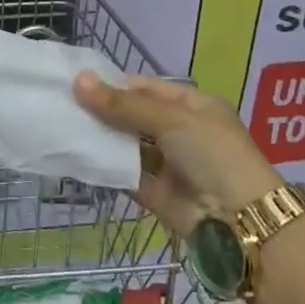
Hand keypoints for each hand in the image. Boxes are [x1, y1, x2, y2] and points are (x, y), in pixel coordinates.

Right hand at [74, 73, 283, 236]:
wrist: (241, 223)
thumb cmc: (213, 154)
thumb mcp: (170, 119)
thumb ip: (122, 104)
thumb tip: (79, 81)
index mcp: (193, 106)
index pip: (147, 88)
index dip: (114, 84)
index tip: (78, 82)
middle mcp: (181, 132)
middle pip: (135, 116)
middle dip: (103, 112)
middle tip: (62, 104)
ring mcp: (169, 164)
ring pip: (128, 145)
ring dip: (102, 139)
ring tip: (63, 126)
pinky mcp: (158, 194)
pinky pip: (127, 175)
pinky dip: (106, 167)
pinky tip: (77, 157)